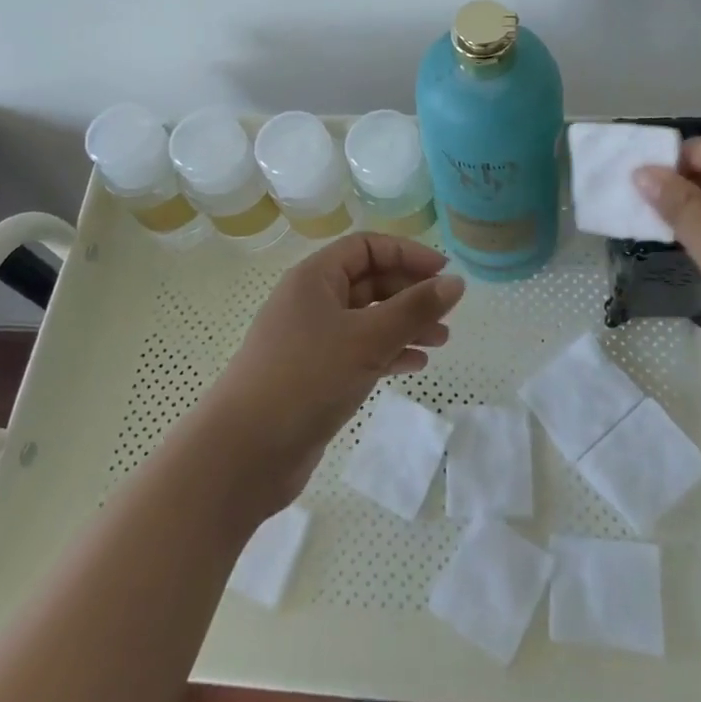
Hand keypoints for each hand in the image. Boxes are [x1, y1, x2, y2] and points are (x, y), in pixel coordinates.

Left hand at [196, 233, 463, 509]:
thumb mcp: (368, 339)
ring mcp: (310, 339)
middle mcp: (311, 301)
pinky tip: (414, 366)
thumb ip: (415, 309)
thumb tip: (456, 282)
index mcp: (315, 277)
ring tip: (440, 342)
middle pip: (369, 281)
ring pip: (366, 318)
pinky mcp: (313, 374)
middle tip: (447, 313)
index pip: (367, 247)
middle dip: (410, 293)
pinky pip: (358, 350)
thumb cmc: (306, 379)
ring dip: (403, 325)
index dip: (408, 254)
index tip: (444, 274)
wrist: (244, 453)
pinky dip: (387, 353)